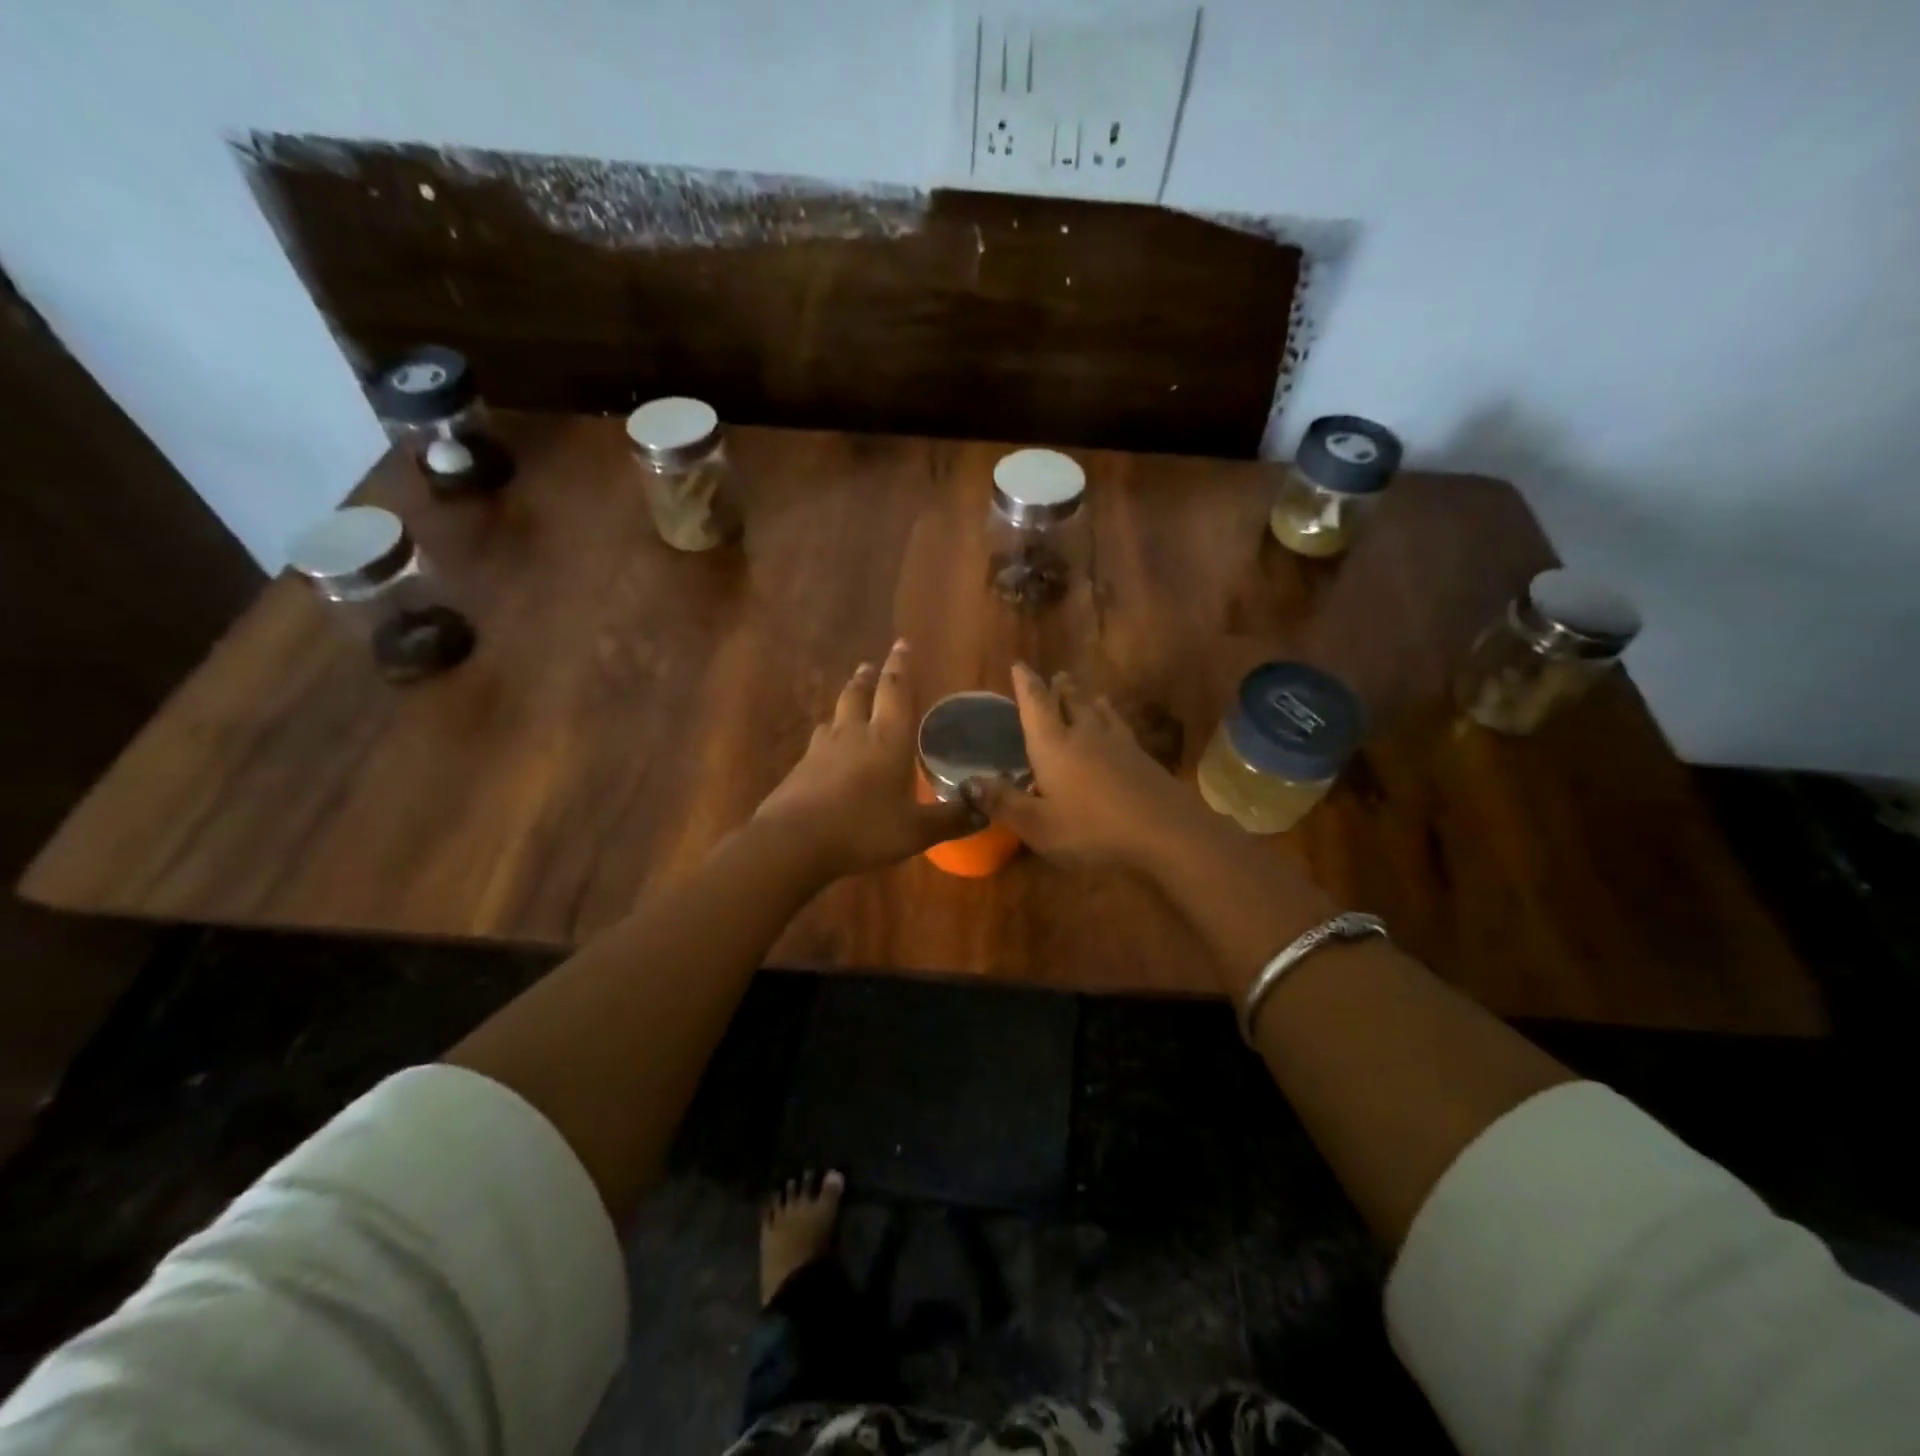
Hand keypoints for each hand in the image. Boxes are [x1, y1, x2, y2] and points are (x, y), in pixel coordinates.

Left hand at [755, 640, 974, 877]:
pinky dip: (828, 736)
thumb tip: (986, 811)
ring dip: (846, 702)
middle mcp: (854, 734)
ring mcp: (822, 749)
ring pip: (835, 715)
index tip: (902, 644)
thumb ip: (951, 819)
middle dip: (867, 678)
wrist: (793, 842)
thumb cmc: (863, 829)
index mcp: (887, 739)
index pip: (895, 690)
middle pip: (858, 694)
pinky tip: (827, 749)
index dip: (900, 666)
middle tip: (870, 666)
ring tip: (850, 700)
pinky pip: (819, 742)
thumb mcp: (916, 830)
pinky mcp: (800, 768)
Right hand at [974, 663, 1210, 869]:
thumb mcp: (1038, 825)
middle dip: (1059, 688)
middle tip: (1055, 676)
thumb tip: (968, 782)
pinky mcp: (1142, 757)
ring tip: (1085, 692)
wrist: (1166, 831)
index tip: (1019, 665)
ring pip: (1098, 711)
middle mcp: (1084, 734)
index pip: (1036, 705)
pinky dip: (1111, 718)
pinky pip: (1120, 727)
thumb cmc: (1092, 829)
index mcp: (1054, 745)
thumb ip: (1003, 803)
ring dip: (1087, 698)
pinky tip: (1118, 728)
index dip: (1026, 684)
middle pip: (1070, 701)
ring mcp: (1118, 743)